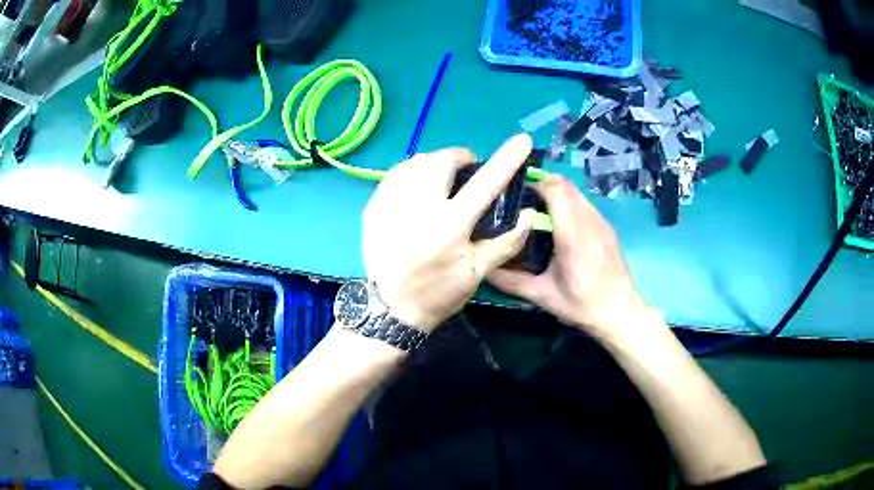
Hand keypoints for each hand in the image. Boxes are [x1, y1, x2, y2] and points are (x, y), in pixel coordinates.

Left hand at [362, 134, 536, 331]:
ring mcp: (391, 204)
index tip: (522, 140)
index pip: (484, 184)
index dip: (507, 159)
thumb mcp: (477, 273)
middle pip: (443, 161)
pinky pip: (396, 173)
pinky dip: (412, 171)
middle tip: (468, 169)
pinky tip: (417, 184)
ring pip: (417, 162)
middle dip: (461, 157)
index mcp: (449, 227)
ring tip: (443, 177)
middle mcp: (418, 208)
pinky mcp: (373, 206)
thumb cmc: (438, 293)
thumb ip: (506, 242)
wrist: (389, 308)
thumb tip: (528, 214)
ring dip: (436, 162)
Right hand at [488, 174, 655, 337]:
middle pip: (564, 184)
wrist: (620, 312)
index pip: (553, 188)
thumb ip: (510, 281)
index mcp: (571, 232)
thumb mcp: (542, 295)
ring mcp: (601, 221)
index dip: (532, 184)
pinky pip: (584, 204)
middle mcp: (588, 219)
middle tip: (522, 201)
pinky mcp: (607, 227)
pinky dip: (569, 204)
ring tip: (538, 211)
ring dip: (556, 194)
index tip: (514, 194)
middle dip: (542, 185)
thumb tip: (484, 268)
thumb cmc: (581, 304)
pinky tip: (560, 225)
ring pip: (575, 192)